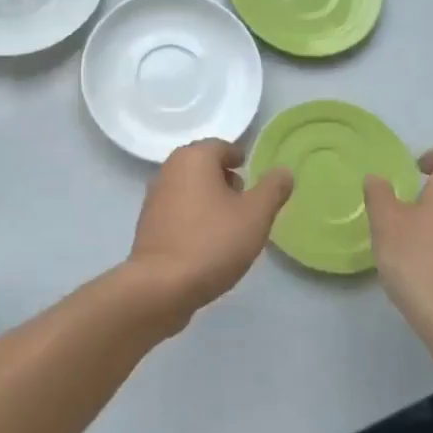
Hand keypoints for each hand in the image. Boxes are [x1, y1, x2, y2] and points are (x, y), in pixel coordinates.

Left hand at [126, 139, 293, 329]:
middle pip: (203, 165)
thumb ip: (273, 189)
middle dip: (225, 180)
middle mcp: (169, 169)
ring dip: (209, 200)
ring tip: (230, 227)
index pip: (221, 147)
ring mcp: (154, 196)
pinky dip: (193, 218)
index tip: (254, 179)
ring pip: (189, 188)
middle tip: (246, 204)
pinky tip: (206, 243)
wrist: (161, 285)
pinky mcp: (148, 223)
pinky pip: (177, 210)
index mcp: (193, 158)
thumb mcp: (255, 215)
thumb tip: (284, 170)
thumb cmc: (212, 242)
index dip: (240, 160)